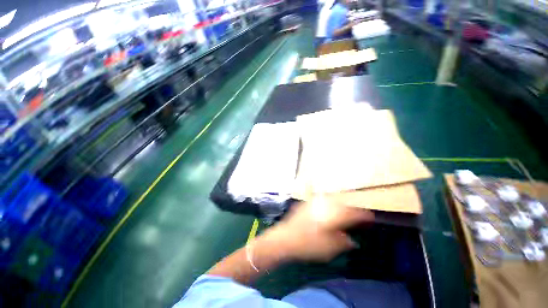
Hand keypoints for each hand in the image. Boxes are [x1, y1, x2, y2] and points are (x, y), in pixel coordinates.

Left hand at [258, 197, 373, 262]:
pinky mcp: (308, 202)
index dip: (363, 215)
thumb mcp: (329, 249)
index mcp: (333, 216)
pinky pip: (323, 198)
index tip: (370, 217)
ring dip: (342, 202)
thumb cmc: (308, 245)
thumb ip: (343, 243)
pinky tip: (330, 204)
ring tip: (346, 208)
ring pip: (333, 197)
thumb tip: (352, 241)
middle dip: (352, 207)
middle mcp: (325, 205)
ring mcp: (315, 201)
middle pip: (344, 202)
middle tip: (358, 213)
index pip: (353, 213)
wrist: (286, 237)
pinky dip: (330, 200)